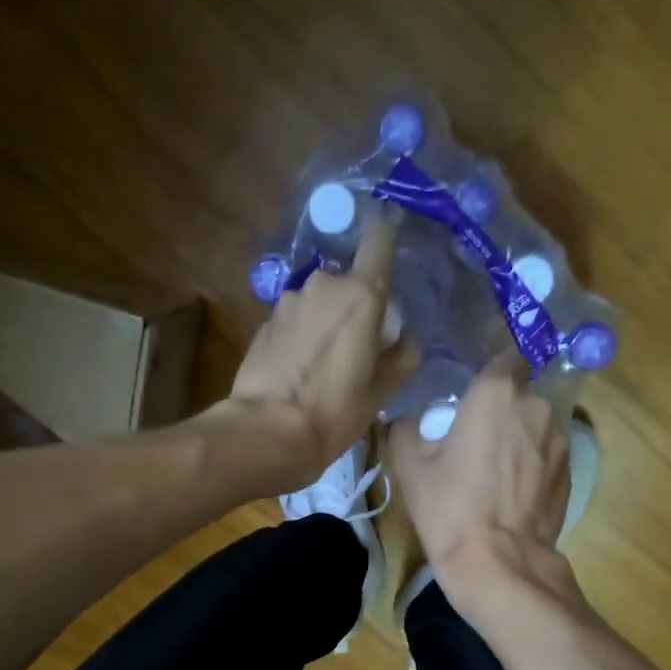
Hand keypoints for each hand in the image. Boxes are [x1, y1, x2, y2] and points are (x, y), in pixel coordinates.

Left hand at [225, 209, 418, 486]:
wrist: (268, 431)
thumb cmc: (335, 411)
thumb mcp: (382, 391)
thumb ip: (402, 356)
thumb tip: (406, 340)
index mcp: (361, 294)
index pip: (379, 239)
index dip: (387, 238)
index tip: (392, 250)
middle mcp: (323, 284)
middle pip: (348, 281)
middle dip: (354, 305)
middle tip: (357, 344)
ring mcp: (288, 301)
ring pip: (318, 302)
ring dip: (325, 321)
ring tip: (324, 363)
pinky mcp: (264, 322)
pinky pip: (294, 320)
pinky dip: (301, 336)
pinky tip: (299, 369)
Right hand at [388, 354, 575, 616]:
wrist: (498, 563)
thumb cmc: (449, 508)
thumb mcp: (409, 467)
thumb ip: (404, 429)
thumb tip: (406, 421)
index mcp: (497, 394)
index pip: (504, 359)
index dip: (488, 375)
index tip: (471, 397)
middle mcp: (536, 407)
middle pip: (519, 395)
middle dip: (501, 410)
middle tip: (474, 440)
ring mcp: (559, 441)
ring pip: (535, 426)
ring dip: (519, 438)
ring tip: (494, 472)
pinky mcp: (570, 473)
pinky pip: (546, 455)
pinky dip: (531, 465)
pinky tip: (511, 493)